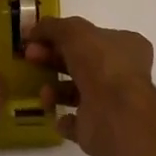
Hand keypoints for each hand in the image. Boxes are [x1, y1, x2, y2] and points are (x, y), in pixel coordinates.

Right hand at [28, 16, 155, 155]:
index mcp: (125, 46)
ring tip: (44, 93)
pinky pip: (77, 122)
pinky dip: (63, 119)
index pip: (92, 36)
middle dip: (52, 58)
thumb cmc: (101, 64)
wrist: (115, 115)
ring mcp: (112, 102)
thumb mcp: (74, 32)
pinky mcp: (100, 128)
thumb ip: (53, 27)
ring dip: (55, 90)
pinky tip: (54, 114)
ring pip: (77, 92)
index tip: (37, 37)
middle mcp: (121, 72)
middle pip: (80, 62)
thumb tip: (33, 29)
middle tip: (29, 57)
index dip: (63, 34)